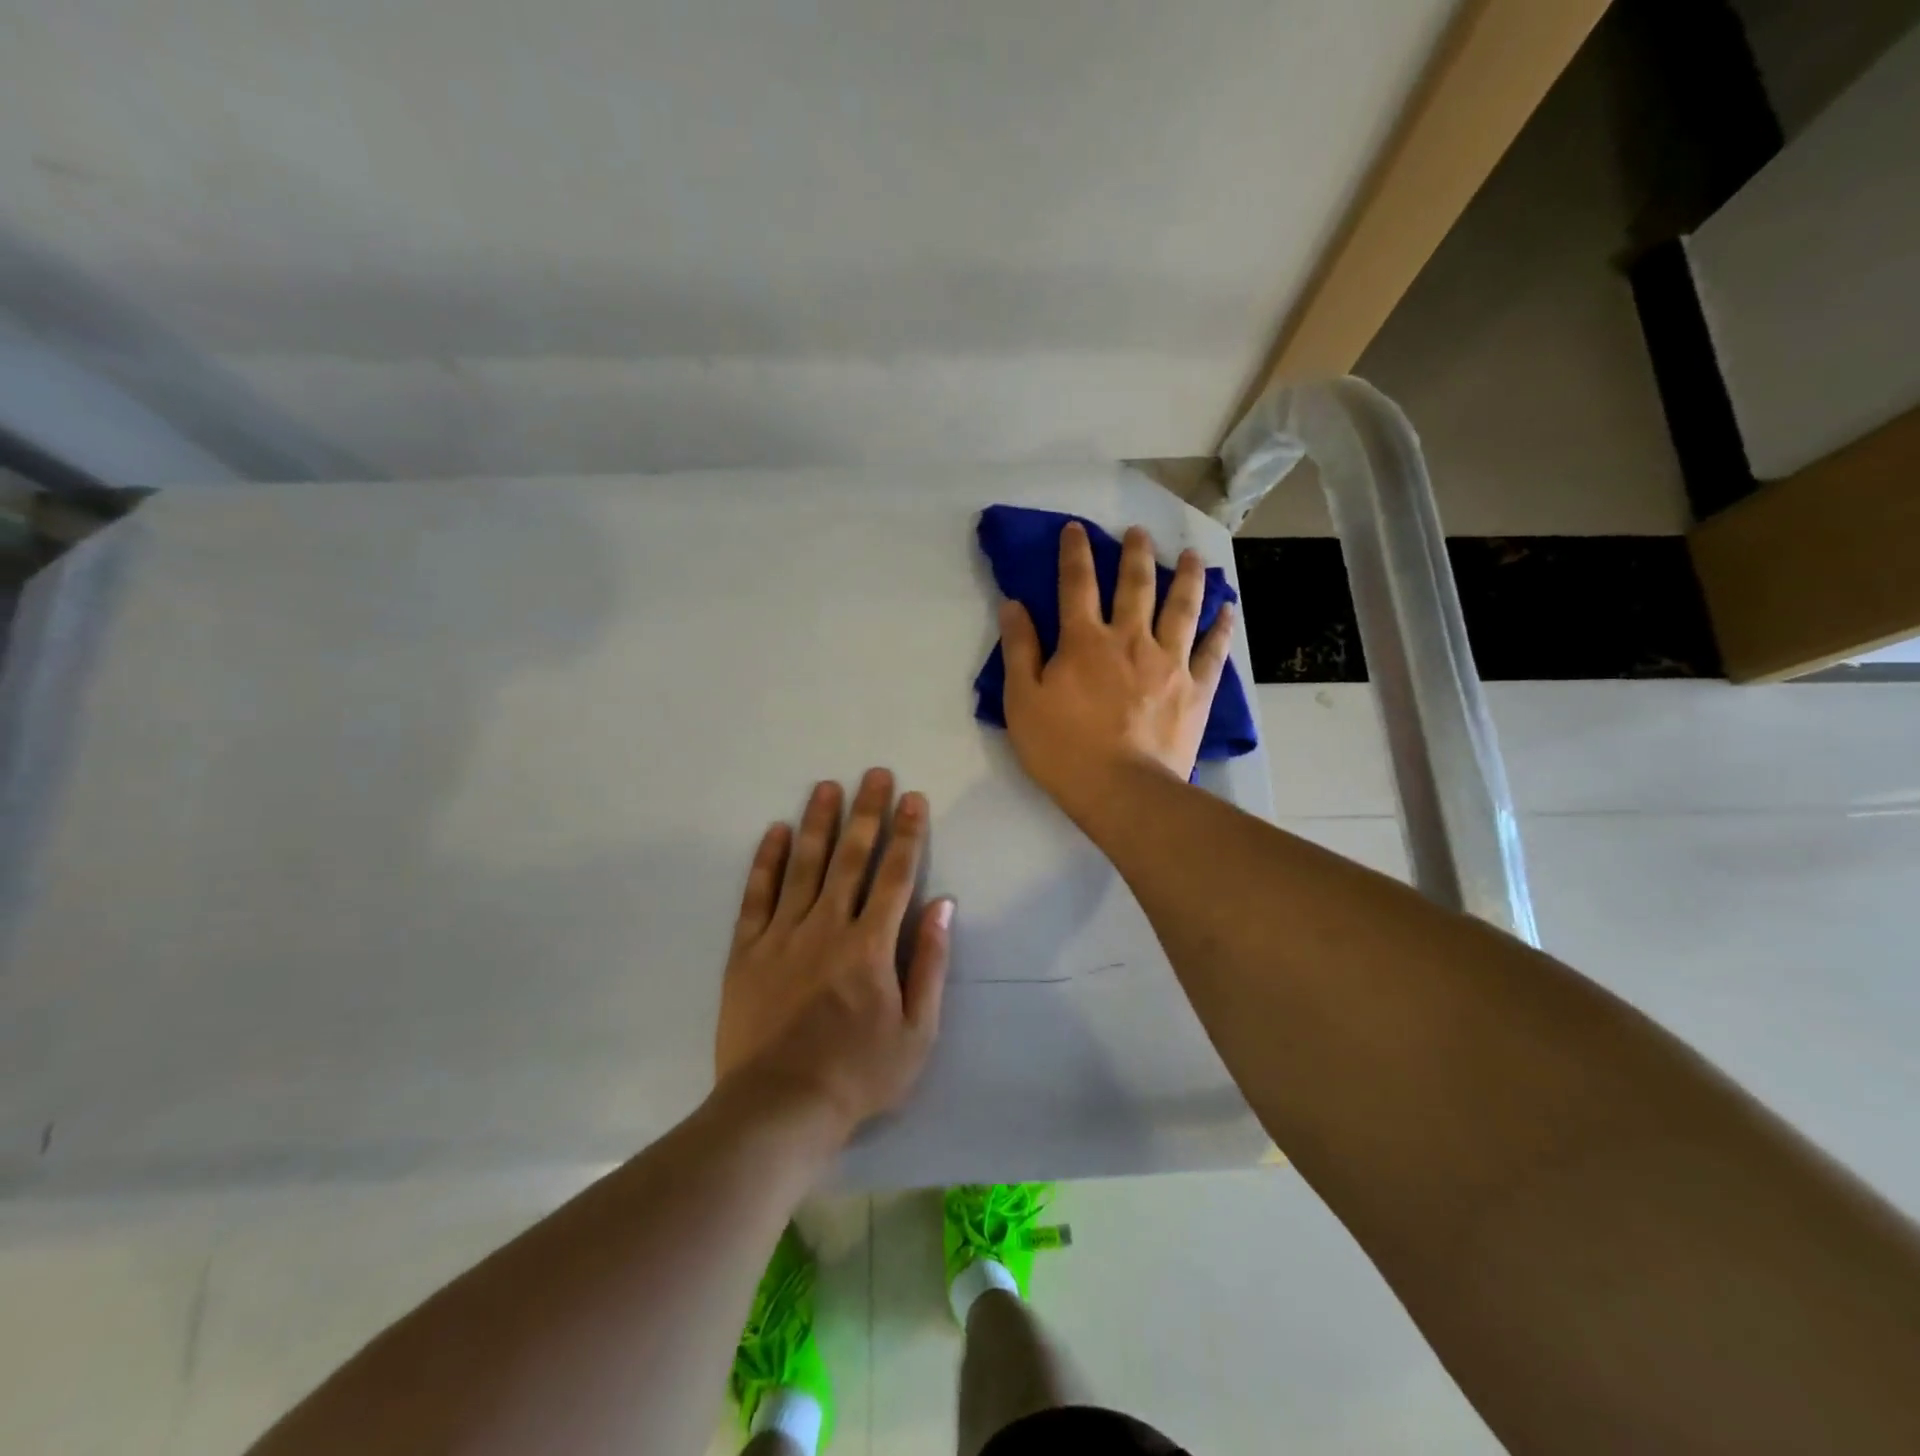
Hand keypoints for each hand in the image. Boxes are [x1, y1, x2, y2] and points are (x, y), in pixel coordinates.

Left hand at [715, 769, 953, 1136]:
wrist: (778, 1109)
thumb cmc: (858, 1075)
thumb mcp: (916, 1031)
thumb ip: (930, 963)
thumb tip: (943, 905)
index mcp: (871, 945)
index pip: (895, 874)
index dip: (907, 833)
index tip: (913, 798)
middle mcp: (827, 926)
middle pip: (851, 857)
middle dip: (866, 812)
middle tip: (874, 774)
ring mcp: (782, 935)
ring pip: (803, 865)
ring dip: (817, 822)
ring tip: (827, 786)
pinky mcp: (746, 950)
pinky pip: (757, 895)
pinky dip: (767, 860)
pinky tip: (775, 831)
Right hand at [999, 522, 1233, 822]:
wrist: (1123, 790)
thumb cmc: (1064, 750)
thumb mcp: (1022, 701)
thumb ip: (1019, 649)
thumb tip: (1013, 604)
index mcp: (1085, 641)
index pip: (1077, 584)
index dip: (1074, 552)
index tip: (1076, 528)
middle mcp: (1130, 639)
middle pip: (1136, 585)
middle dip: (1136, 553)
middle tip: (1139, 532)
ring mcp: (1169, 662)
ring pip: (1182, 607)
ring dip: (1187, 577)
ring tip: (1192, 556)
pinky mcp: (1196, 688)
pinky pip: (1214, 650)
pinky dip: (1221, 627)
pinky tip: (1228, 610)